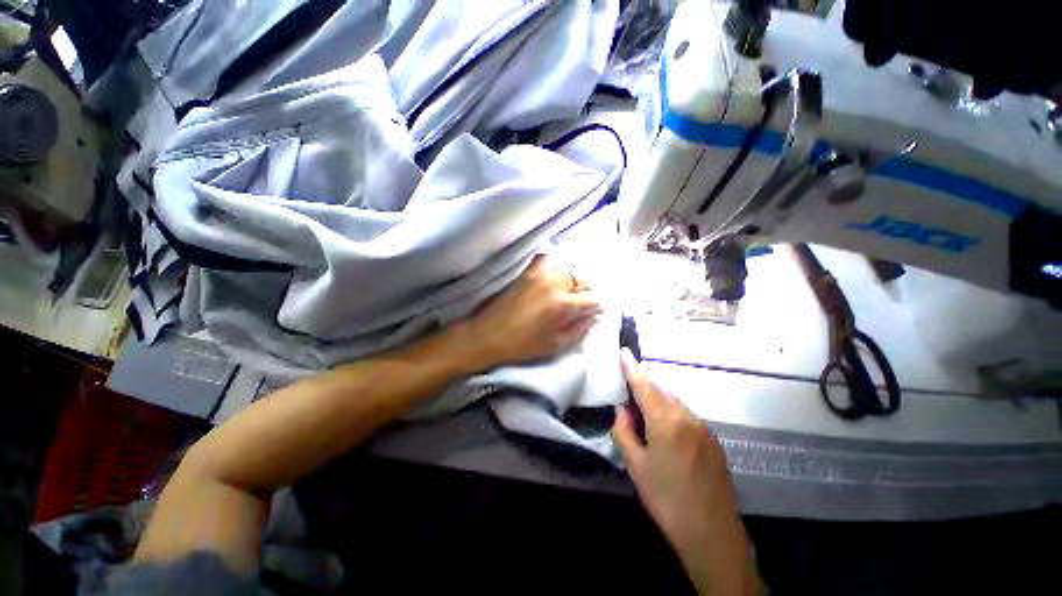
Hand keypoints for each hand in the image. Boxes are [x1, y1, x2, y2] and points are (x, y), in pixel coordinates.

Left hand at [459, 255, 601, 369]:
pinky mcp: (526, 272)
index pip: (592, 299)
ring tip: (566, 293)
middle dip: (586, 292)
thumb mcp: (556, 345)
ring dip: (571, 281)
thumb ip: (579, 330)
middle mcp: (554, 284)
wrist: (488, 335)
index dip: (597, 306)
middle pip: (582, 280)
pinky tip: (550, 278)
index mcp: (563, 304)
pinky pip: (545, 260)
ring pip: (566, 270)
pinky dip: (552, 266)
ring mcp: (539, 274)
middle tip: (580, 304)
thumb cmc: (522, 345)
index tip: (595, 311)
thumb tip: (594, 317)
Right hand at [613, 349, 756, 595]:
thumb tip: (622, 410)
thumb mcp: (635, 466)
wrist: (712, 534)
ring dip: (659, 405)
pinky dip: (673, 417)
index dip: (632, 367)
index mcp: (666, 420)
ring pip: (675, 404)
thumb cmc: (666, 498)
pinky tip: (668, 441)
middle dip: (645, 390)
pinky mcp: (714, 441)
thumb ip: (624, 431)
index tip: (624, 351)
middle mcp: (687, 417)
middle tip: (630, 405)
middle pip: (662, 392)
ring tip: (647, 426)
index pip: (644, 384)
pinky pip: (687, 418)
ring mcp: (704, 428)